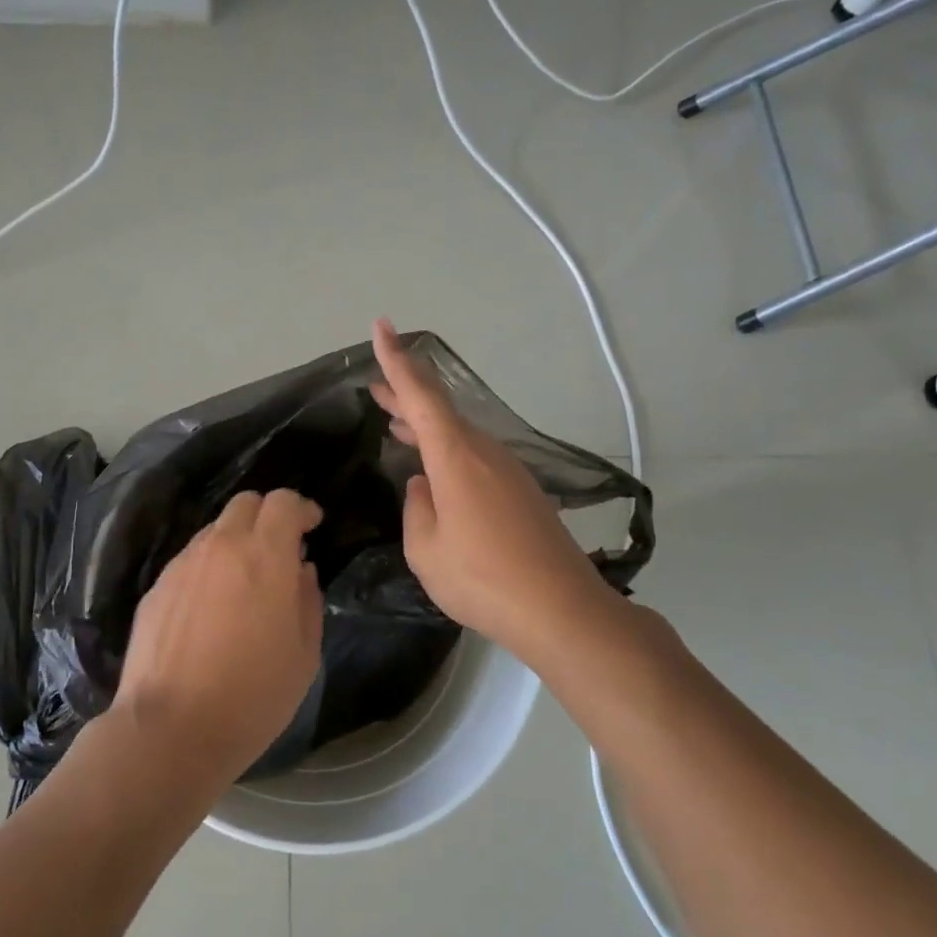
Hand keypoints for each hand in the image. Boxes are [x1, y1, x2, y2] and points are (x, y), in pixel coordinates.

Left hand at [114, 489, 324, 786]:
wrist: (170, 730)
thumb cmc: (252, 696)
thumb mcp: (303, 654)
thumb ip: (307, 601)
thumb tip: (300, 570)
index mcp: (264, 556)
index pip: (283, 502)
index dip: (301, 508)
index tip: (312, 526)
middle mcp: (220, 547)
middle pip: (245, 503)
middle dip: (267, 515)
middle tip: (280, 548)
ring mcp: (182, 565)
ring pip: (214, 530)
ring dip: (236, 542)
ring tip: (245, 582)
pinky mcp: (156, 588)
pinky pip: (190, 560)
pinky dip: (209, 567)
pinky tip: (212, 607)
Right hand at [370, 319, 616, 665]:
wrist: (561, 610)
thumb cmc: (482, 578)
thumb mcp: (426, 549)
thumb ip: (417, 509)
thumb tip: (423, 487)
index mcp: (455, 458)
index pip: (420, 396)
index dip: (397, 362)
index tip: (381, 327)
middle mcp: (484, 453)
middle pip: (439, 412)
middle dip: (405, 395)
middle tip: (375, 386)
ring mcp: (508, 471)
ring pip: (458, 435)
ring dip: (426, 427)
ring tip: (395, 423)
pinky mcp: (522, 492)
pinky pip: (475, 458)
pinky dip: (448, 451)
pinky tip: (435, 472)